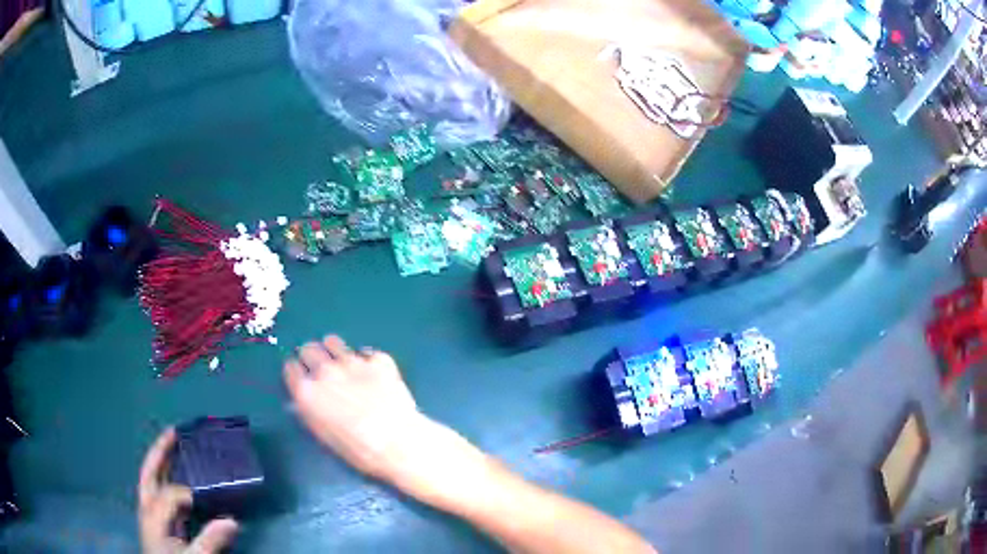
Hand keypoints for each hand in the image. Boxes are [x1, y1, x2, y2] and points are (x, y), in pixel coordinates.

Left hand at [138, 429, 238, 553]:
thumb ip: (210, 540)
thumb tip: (233, 521)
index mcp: (153, 515)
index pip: (171, 492)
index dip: (190, 493)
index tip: (213, 502)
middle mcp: (148, 508)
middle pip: (149, 472)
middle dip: (160, 451)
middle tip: (175, 431)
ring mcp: (151, 514)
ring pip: (153, 480)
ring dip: (163, 461)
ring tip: (178, 447)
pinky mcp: (159, 522)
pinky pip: (161, 492)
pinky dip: (168, 479)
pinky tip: (182, 480)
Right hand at [283, 335, 424, 481]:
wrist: (398, 442)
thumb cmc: (358, 449)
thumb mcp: (323, 434)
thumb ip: (309, 410)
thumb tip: (303, 400)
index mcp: (307, 391)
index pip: (291, 368)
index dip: (296, 371)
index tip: (301, 375)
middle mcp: (325, 371)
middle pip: (309, 349)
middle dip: (312, 356)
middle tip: (320, 367)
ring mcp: (352, 361)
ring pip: (333, 342)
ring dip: (334, 351)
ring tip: (343, 363)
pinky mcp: (378, 359)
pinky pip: (365, 353)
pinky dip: (365, 361)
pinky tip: (372, 373)